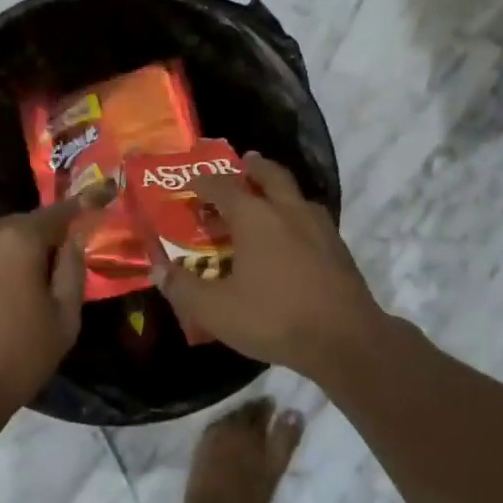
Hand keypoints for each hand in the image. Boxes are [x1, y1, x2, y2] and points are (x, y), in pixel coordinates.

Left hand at [0, 186, 110, 421]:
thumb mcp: (64, 319)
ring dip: (10, 253)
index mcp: (18, 240)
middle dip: (41, 239)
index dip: (80, 208)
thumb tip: (72, 240)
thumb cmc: (17, 358)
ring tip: (19, 287)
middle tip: (55, 267)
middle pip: (22, 225)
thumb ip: (72, 270)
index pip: (58, 213)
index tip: (98, 198)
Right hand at [150, 152, 386, 375]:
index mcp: (255, 218)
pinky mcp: (338, 248)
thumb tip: (157, 269)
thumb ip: (183, 288)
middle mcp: (288, 211)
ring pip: (296, 195)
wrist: (345, 338)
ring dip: (279, 190)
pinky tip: (292, 237)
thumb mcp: (216, 310)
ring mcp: (319, 227)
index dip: (205, 182)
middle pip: (270, 175)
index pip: (224, 187)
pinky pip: (312, 218)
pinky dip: (296, 215)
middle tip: (243, 163)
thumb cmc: (274, 318)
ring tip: (267, 200)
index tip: (192, 182)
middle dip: (253, 167)